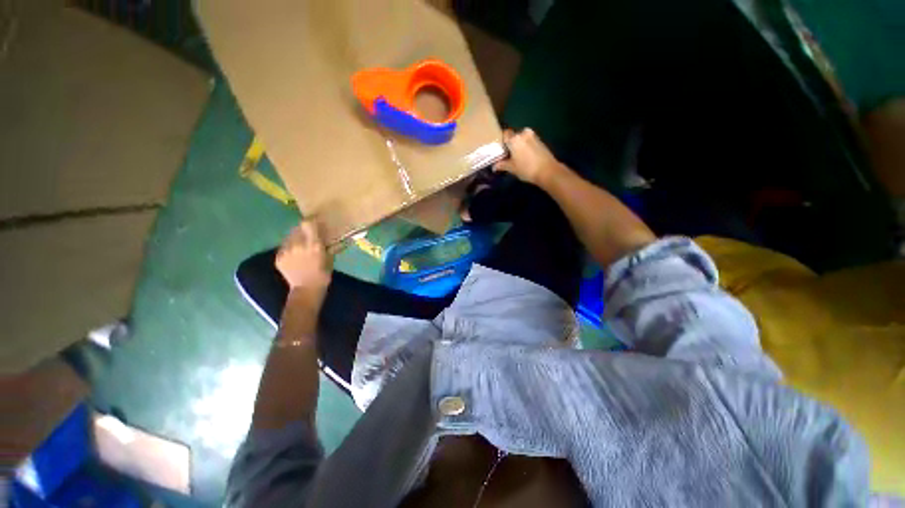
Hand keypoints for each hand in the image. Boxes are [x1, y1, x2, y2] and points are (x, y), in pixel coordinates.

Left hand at [275, 220, 332, 299]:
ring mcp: (286, 251)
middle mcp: (298, 245)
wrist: (306, 289)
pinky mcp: (278, 257)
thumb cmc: (323, 274)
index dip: (311, 220)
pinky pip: (284, 245)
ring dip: (296, 236)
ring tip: (301, 244)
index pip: (308, 223)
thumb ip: (326, 244)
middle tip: (309, 233)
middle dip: (304, 229)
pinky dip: (290, 246)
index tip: (316, 221)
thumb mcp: (330, 257)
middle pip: (297, 227)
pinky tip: (295, 254)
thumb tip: (325, 233)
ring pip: (289, 236)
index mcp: (314, 245)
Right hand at [492, 128, 563, 185]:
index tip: (500, 150)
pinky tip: (525, 157)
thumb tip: (494, 166)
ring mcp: (533, 136)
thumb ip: (502, 165)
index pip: (504, 134)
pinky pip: (529, 141)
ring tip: (516, 157)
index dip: (502, 142)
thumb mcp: (512, 168)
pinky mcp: (540, 141)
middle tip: (508, 155)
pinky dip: (526, 147)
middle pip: (514, 136)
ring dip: (519, 145)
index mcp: (514, 138)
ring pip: (522, 139)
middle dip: (510, 144)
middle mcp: (523, 133)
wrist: (548, 171)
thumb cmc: (527, 169)